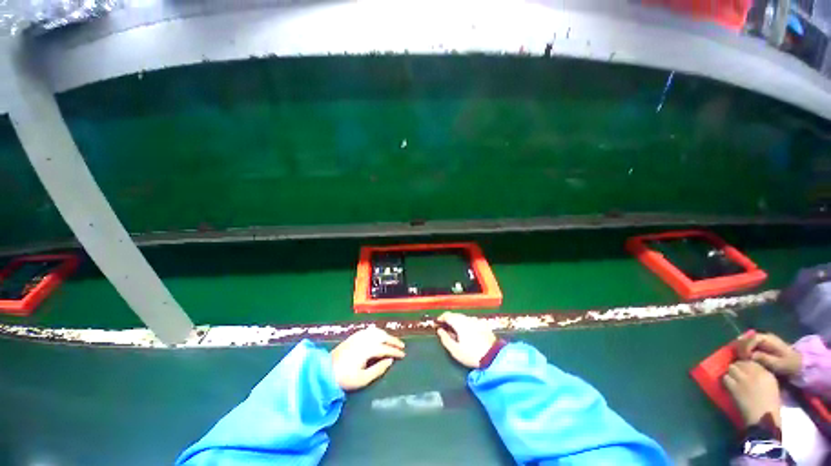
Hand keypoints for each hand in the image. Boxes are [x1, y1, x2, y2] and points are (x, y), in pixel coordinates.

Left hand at [331, 327, 404, 390]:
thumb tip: (390, 361)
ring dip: (386, 335)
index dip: (395, 351)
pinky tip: (379, 335)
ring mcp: (359, 336)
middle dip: (393, 340)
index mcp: (368, 349)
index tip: (403, 355)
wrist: (325, 371)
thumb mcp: (363, 379)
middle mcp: (365, 339)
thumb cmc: (344, 378)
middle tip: (402, 346)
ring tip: (392, 341)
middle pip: (383, 336)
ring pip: (377, 331)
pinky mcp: (354, 336)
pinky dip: (378, 332)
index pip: (386, 348)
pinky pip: (370, 330)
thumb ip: (378, 369)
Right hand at [436, 312, 496, 367]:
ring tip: (454, 331)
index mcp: (459, 323)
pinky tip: (466, 332)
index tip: (437, 323)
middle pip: (455, 315)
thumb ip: (445, 339)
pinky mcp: (483, 325)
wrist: (494, 357)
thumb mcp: (455, 350)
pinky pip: (470, 321)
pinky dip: (465, 323)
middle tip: (444, 327)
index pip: (447, 315)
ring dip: (457, 321)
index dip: (441, 318)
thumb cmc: (471, 354)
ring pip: (463, 317)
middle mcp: (467, 319)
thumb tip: (440, 330)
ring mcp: (476, 321)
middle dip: (449, 319)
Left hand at [723, 361, 781, 427]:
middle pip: (740, 363)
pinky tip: (729, 385)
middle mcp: (755, 374)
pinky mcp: (734, 387)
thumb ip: (762, 376)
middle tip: (737, 374)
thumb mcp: (771, 386)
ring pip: (731, 368)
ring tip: (733, 379)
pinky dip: (726, 380)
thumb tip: (751, 370)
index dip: (745, 365)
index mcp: (766, 373)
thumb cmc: (770, 405)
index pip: (751, 361)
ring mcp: (743, 380)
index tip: (744, 370)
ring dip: (731, 373)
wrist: (764, 419)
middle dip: (737, 367)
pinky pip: (726, 378)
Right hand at [737, 332, 801, 377]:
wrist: (798, 363)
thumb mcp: (778, 363)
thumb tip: (750, 356)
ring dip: (741, 348)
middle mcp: (763, 336)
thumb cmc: (788, 364)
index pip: (751, 339)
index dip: (745, 347)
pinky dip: (745, 349)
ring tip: (740, 357)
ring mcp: (762, 339)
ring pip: (746, 340)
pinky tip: (745, 356)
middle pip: (746, 338)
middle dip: (741, 347)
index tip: (743, 357)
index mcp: (767, 339)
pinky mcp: (761, 344)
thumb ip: (764, 358)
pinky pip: (749, 344)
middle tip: (739, 357)